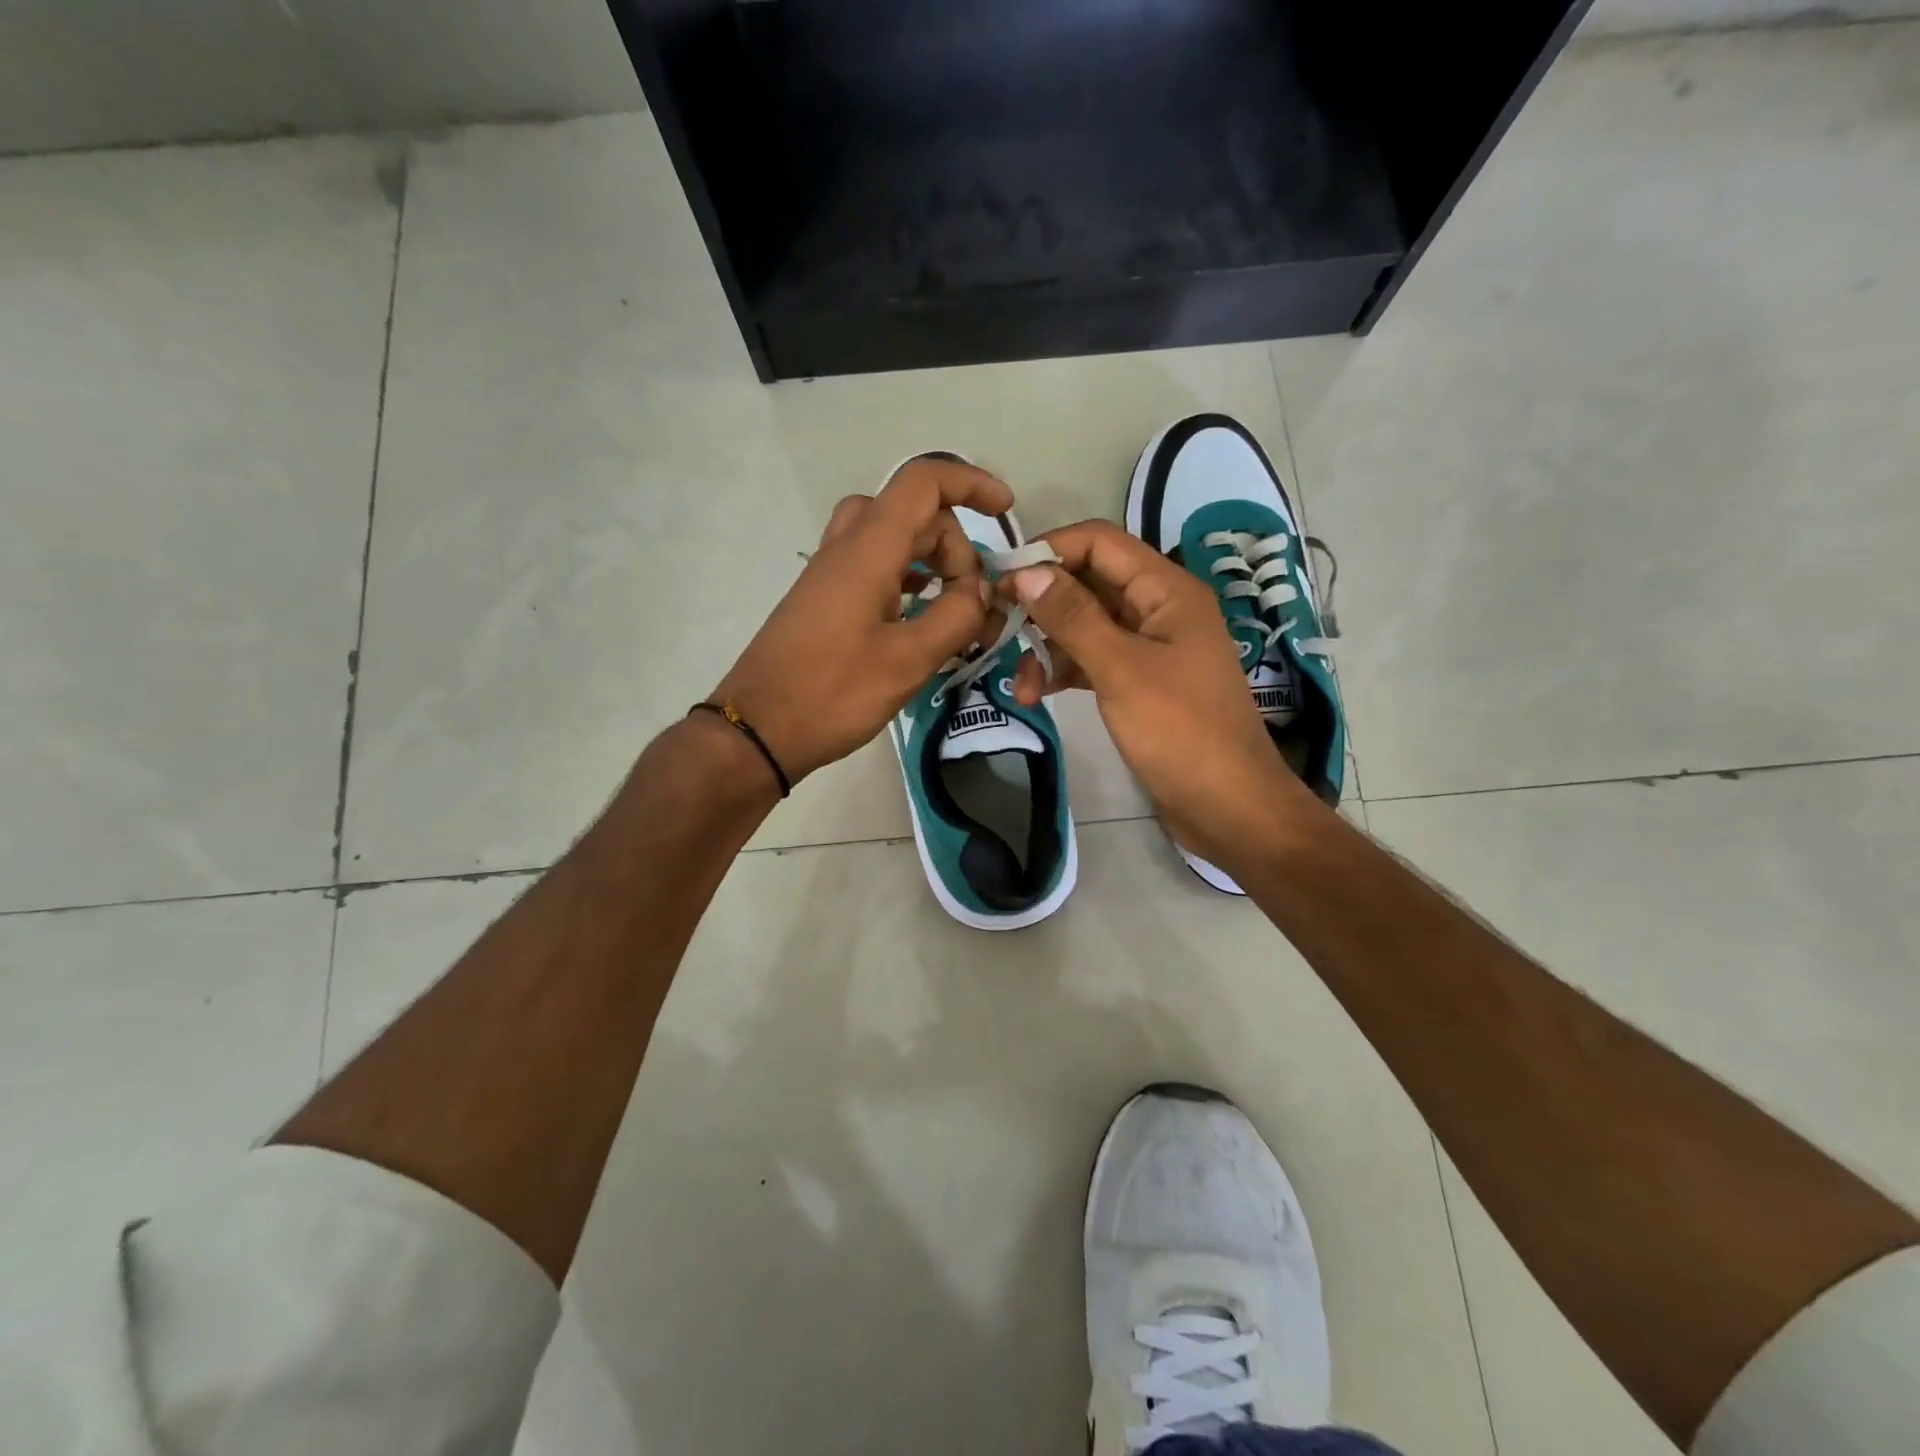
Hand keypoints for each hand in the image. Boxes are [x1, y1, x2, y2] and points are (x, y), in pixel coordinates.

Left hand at [711, 458, 1014, 782]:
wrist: (758, 730)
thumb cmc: (833, 694)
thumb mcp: (908, 661)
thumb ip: (955, 617)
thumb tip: (981, 591)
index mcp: (867, 551)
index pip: (923, 484)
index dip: (970, 484)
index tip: (1005, 511)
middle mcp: (845, 548)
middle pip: (912, 512)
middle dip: (954, 544)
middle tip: (972, 600)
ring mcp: (830, 573)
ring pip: (890, 537)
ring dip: (930, 559)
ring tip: (953, 605)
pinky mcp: (823, 600)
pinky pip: (872, 565)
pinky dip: (905, 578)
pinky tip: (920, 617)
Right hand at [1002, 519, 1317, 859]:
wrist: (1228, 806)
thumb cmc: (1180, 732)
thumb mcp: (1121, 669)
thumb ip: (1073, 617)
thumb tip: (1024, 571)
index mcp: (1166, 590)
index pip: (1099, 543)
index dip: (1048, 551)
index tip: (999, 579)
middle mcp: (1159, 609)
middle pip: (1088, 584)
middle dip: (1041, 604)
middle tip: (994, 628)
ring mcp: (1150, 647)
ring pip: (1086, 626)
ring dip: (1048, 647)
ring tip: (1020, 685)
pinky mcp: (1140, 682)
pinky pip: (1093, 660)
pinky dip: (1064, 671)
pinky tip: (1038, 695)